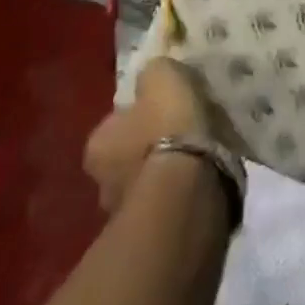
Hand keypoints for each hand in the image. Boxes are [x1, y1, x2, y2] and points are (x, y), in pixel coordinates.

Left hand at [83, 57, 222, 213]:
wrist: (188, 191)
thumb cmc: (167, 128)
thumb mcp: (162, 78)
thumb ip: (154, 73)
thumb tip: (154, 76)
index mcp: (98, 144)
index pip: (117, 121)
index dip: (141, 111)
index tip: (165, 106)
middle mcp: (102, 182)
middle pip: (130, 153)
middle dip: (152, 143)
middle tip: (184, 129)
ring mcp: (126, 212)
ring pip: (149, 179)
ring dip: (169, 168)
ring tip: (202, 151)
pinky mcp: (154, 231)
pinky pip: (170, 198)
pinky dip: (184, 188)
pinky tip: (206, 174)